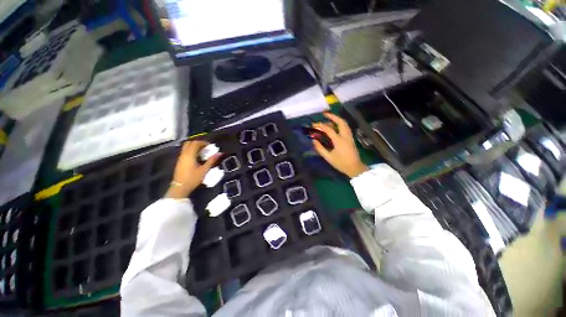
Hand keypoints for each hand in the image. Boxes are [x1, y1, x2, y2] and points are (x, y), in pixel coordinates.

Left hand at [166, 141, 221, 198]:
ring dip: (194, 147)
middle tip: (206, 147)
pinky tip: (197, 157)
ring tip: (203, 152)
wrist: (180, 187)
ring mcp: (181, 158)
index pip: (195, 143)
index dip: (203, 142)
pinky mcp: (180, 161)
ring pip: (186, 147)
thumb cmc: (193, 178)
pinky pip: (185, 152)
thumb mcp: (204, 169)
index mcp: (189, 155)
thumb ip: (212, 160)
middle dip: (198, 143)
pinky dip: (192, 151)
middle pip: (190, 143)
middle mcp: (184, 154)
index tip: (210, 146)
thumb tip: (220, 153)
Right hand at [312, 112, 368, 178]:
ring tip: (329, 119)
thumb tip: (314, 141)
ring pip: (345, 124)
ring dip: (337, 119)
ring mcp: (349, 137)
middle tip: (325, 114)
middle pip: (341, 122)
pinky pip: (346, 128)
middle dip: (333, 116)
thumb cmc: (341, 163)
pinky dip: (340, 124)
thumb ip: (320, 148)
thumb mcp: (328, 157)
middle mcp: (345, 136)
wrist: (354, 168)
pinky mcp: (351, 139)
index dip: (321, 126)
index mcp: (339, 140)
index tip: (314, 124)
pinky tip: (336, 126)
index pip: (329, 129)